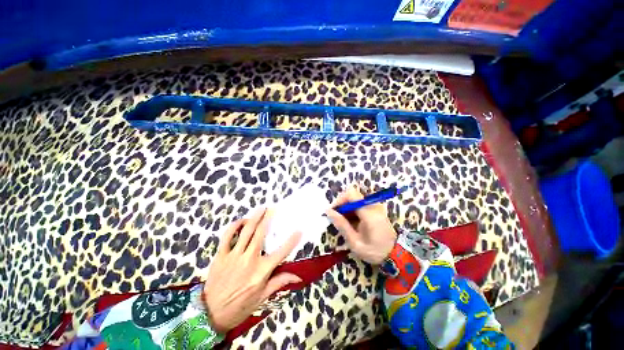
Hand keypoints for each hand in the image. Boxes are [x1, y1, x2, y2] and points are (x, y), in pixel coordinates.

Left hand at [203, 208, 301, 333]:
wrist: (210, 315)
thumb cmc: (240, 307)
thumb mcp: (262, 297)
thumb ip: (279, 282)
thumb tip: (298, 277)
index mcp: (261, 271)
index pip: (281, 253)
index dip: (292, 241)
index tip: (299, 230)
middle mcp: (249, 260)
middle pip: (261, 234)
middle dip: (268, 219)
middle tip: (273, 209)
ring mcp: (234, 256)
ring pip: (246, 231)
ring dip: (255, 218)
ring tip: (261, 209)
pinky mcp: (221, 255)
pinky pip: (227, 236)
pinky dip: (235, 226)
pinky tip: (242, 221)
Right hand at [325, 185, 397, 264]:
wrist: (396, 254)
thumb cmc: (374, 251)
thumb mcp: (355, 242)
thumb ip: (342, 224)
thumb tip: (328, 211)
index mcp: (369, 212)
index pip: (351, 194)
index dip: (339, 200)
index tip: (332, 212)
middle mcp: (373, 205)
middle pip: (352, 195)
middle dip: (341, 204)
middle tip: (336, 218)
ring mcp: (375, 205)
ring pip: (355, 198)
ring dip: (346, 207)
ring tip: (343, 221)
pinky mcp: (375, 208)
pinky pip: (359, 203)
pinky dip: (352, 210)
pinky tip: (351, 221)